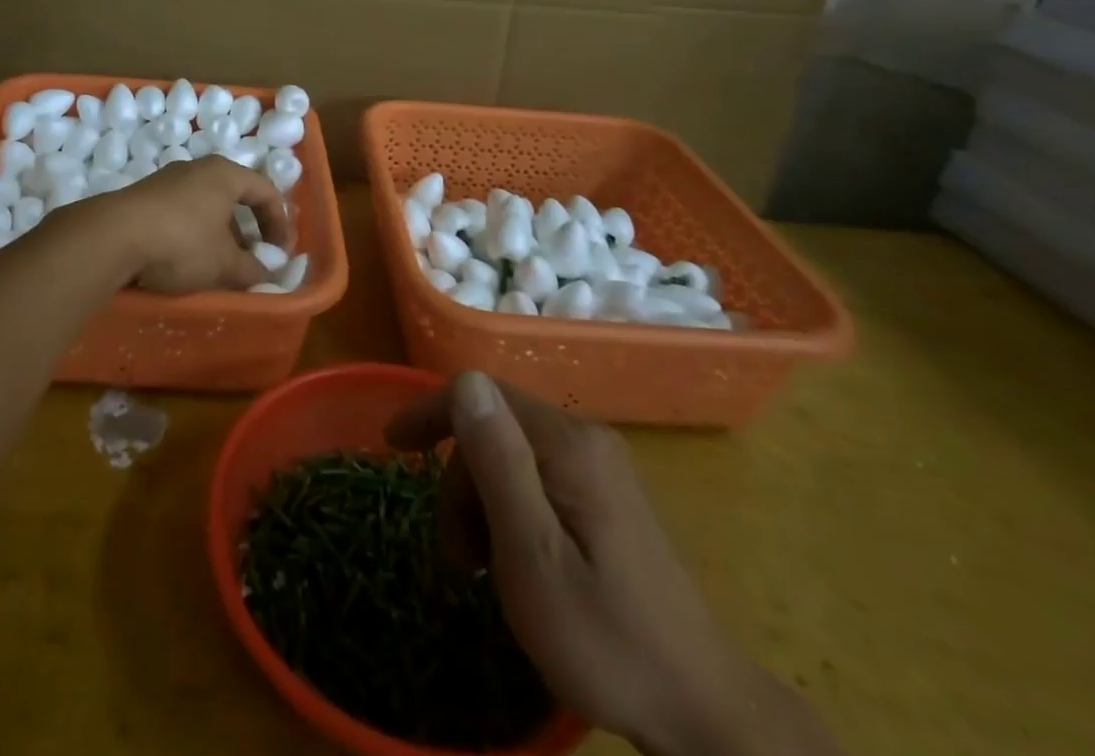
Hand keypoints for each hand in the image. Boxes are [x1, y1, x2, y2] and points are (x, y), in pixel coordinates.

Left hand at [73, 156, 289, 295]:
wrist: (112, 236)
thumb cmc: (181, 242)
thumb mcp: (224, 264)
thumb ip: (252, 269)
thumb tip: (267, 272)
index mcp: (225, 174)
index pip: (265, 191)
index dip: (279, 222)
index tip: (281, 252)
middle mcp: (197, 169)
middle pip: (234, 196)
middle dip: (249, 230)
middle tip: (254, 258)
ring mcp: (167, 180)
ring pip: (206, 205)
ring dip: (220, 234)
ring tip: (220, 264)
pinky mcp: (144, 196)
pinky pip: (181, 212)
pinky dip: (194, 233)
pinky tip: (186, 259)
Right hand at [386, 374, 832, 755]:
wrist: (703, 711)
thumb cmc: (605, 638)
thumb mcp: (533, 555)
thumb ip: (499, 461)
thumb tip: (465, 382)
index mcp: (568, 444)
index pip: (482, 394)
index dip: (430, 412)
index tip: (391, 447)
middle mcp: (585, 439)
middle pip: (493, 430)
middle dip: (460, 485)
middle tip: (458, 563)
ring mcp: (600, 468)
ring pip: (511, 457)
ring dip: (481, 506)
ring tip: (483, 574)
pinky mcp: (606, 498)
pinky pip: (537, 479)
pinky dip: (509, 513)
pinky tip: (515, 563)